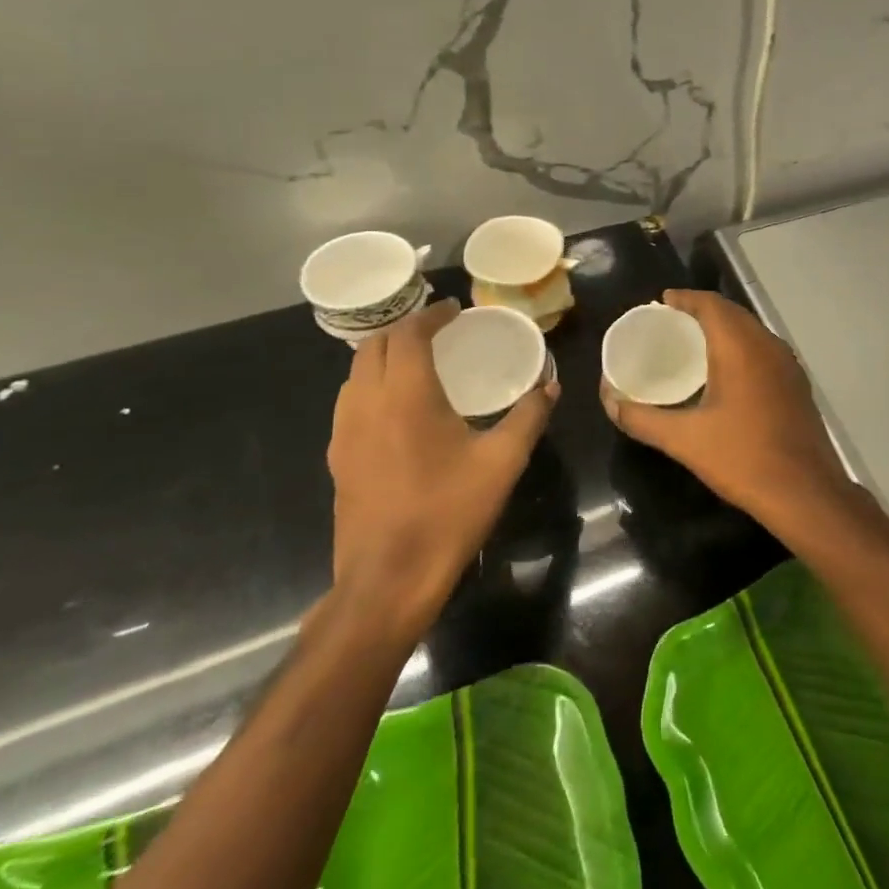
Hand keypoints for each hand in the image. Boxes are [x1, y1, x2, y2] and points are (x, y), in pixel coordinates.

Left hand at [327, 299, 556, 646]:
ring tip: (420, 361)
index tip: (454, 310)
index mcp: (405, 396)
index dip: (430, 316)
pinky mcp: (338, 459)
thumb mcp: (503, 461)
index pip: (408, 335)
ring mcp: (344, 433)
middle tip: (440, 330)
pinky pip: (351, 402)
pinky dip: (374, 385)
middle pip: (374, 347)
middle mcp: (366, 404)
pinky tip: (400, 407)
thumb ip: (528, 416)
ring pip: (356, 374)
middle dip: (405, 329)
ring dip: (385, 356)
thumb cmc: (449, 512)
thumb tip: (549, 385)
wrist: (388, 579)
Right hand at [602, 290, 855, 532]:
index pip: (712, 304)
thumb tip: (609, 401)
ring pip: (752, 331)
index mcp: (741, 347)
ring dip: (724, 329)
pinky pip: (764, 350)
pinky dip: (742, 347)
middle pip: (733, 313)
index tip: (661, 302)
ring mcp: (788, 364)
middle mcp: (768, 345)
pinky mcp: (797, 384)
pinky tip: (726, 372)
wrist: (805, 491)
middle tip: (671, 323)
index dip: (685, 298)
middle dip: (702, 311)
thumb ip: (642, 419)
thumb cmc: (742, 459)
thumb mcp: (684, 440)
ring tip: (694, 344)